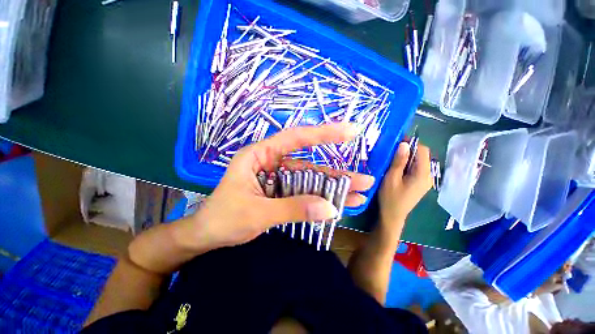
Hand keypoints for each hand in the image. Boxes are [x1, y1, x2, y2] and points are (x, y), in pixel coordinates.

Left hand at [176, 123, 374, 250]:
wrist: (207, 235)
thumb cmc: (223, 218)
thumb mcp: (257, 213)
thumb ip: (293, 209)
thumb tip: (329, 209)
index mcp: (259, 156)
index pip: (295, 138)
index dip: (323, 134)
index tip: (349, 131)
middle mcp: (272, 162)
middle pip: (309, 164)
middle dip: (336, 173)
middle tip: (363, 178)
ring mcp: (278, 178)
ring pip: (310, 180)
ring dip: (333, 188)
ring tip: (358, 195)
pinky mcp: (281, 191)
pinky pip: (304, 192)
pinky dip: (320, 198)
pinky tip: (337, 204)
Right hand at [378, 141, 432, 229]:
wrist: (392, 215)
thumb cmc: (390, 198)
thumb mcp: (391, 178)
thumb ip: (399, 161)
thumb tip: (404, 143)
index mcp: (423, 174)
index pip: (423, 150)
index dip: (411, 143)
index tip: (396, 142)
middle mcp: (428, 176)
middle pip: (421, 156)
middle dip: (407, 150)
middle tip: (390, 151)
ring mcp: (425, 180)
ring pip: (417, 162)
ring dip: (405, 158)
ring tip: (390, 159)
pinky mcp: (419, 183)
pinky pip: (415, 168)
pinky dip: (406, 165)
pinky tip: (395, 168)